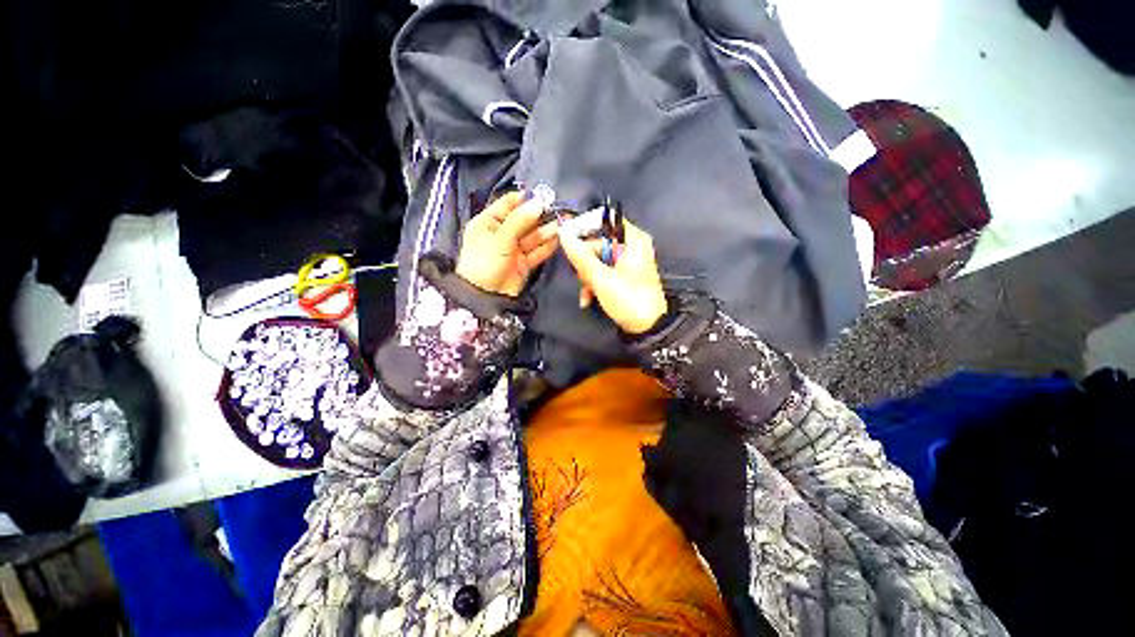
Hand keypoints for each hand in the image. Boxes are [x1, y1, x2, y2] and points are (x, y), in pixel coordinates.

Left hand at [456, 192, 558, 296]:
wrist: (484, 297)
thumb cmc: (484, 263)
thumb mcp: (499, 239)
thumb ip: (519, 221)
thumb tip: (538, 202)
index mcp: (489, 222)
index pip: (508, 204)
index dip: (525, 199)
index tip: (543, 196)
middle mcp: (502, 233)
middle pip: (524, 220)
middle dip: (540, 216)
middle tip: (559, 211)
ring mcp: (514, 249)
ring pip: (533, 236)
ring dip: (547, 231)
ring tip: (562, 224)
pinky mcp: (524, 263)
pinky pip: (537, 251)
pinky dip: (547, 246)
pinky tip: (558, 239)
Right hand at [559, 215, 667, 333]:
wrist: (648, 328)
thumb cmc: (628, 299)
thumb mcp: (601, 278)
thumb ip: (581, 256)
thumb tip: (563, 234)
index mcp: (633, 239)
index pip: (606, 219)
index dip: (585, 225)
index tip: (567, 238)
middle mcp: (631, 245)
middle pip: (598, 243)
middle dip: (585, 263)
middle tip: (580, 277)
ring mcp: (627, 261)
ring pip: (598, 260)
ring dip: (587, 277)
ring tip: (586, 295)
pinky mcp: (624, 276)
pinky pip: (604, 271)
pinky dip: (595, 284)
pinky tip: (588, 299)